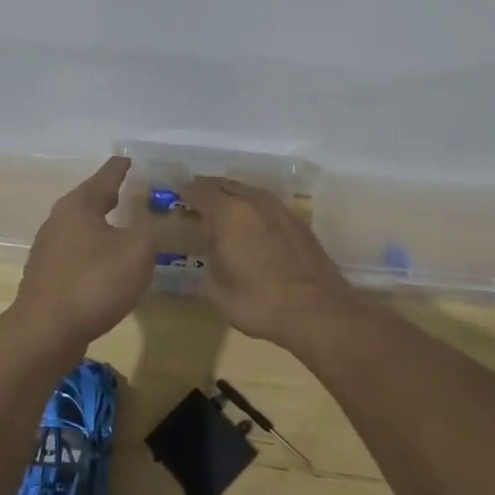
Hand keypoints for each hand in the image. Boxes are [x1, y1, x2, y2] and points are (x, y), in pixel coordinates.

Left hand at [13, 157, 155, 348]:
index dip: (122, 167)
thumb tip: (147, 225)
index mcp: (79, 204)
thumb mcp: (137, 251)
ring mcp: (48, 249)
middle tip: (135, 193)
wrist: (45, 333)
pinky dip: (95, 253)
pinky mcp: (47, 277)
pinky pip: (78, 255)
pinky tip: (109, 266)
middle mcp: (59, 219)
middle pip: (90, 200)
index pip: (106, 175)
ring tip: (126, 230)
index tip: (131, 158)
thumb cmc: (94, 282)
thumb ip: (149, 231)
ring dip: (103, 228)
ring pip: (83, 229)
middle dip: (112, 197)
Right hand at [183, 178, 366, 348]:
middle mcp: (254, 201)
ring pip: (250, 192)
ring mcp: (280, 209)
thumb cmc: (258, 301)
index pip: (199, 190)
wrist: (316, 310)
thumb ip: (207, 265)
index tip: (178, 200)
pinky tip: (255, 227)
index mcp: (228, 213)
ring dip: (235, 199)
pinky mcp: (299, 222)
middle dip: (209, 191)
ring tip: (226, 215)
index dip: (186, 193)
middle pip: (225, 185)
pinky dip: (255, 210)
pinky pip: (269, 206)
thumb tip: (208, 257)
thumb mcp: (217, 290)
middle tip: (198, 204)